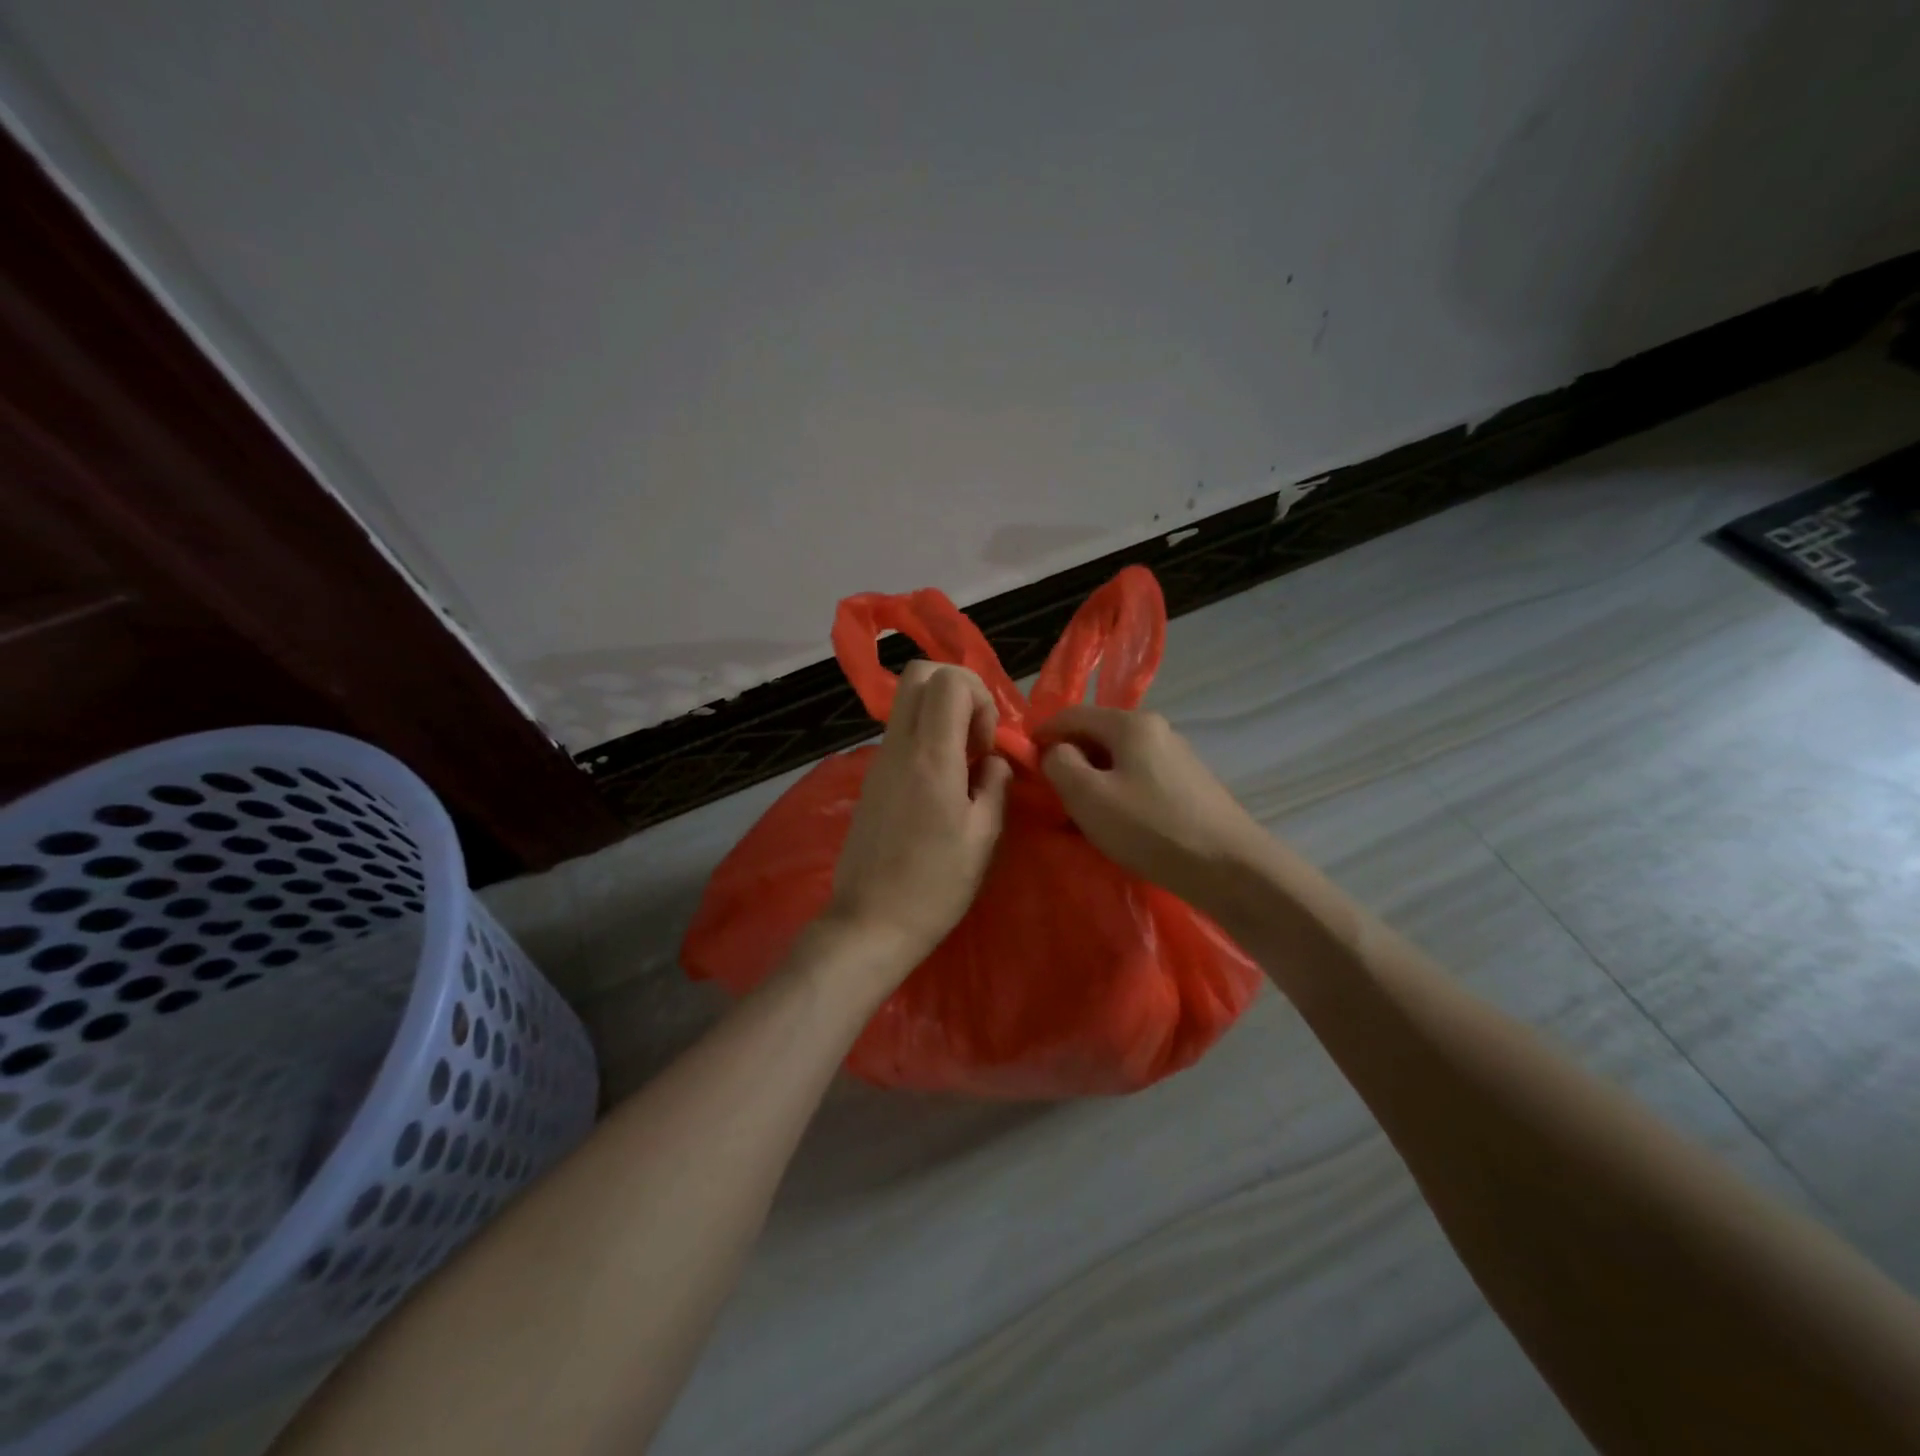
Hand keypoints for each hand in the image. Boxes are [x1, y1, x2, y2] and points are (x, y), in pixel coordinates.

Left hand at [827, 662, 1012, 977]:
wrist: (870, 921)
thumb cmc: (935, 885)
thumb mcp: (983, 838)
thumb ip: (995, 786)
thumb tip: (992, 761)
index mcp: (930, 756)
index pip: (948, 681)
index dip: (979, 697)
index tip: (985, 744)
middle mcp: (898, 747)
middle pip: (919, 674)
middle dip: (957, 689)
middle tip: (975, 735)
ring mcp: (879, 761)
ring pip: (906, 702)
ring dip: (940, 714)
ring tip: (961, 764)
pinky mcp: (870, 779)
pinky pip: (899, 733)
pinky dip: (925, 737)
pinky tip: (940, 783)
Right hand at [1037, 706, 1269, 908]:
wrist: (1230, 868)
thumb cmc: (1151, 828)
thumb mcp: (1088, 796)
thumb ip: (1060, 764)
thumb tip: (1056, 751)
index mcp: (1130, 724)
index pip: (1071, 714)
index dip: (1041, 734)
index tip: (1022, 763)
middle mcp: (1157, 729)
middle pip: (1096, 734)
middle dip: (1068, 759)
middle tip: (1051, 794)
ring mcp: (1177, 756)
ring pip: (1118, 758)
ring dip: (1093, 779)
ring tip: (1080, 813)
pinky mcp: (1189, 784)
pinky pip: (1139, 777)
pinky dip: (1118, 792)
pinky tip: (1117, 821)